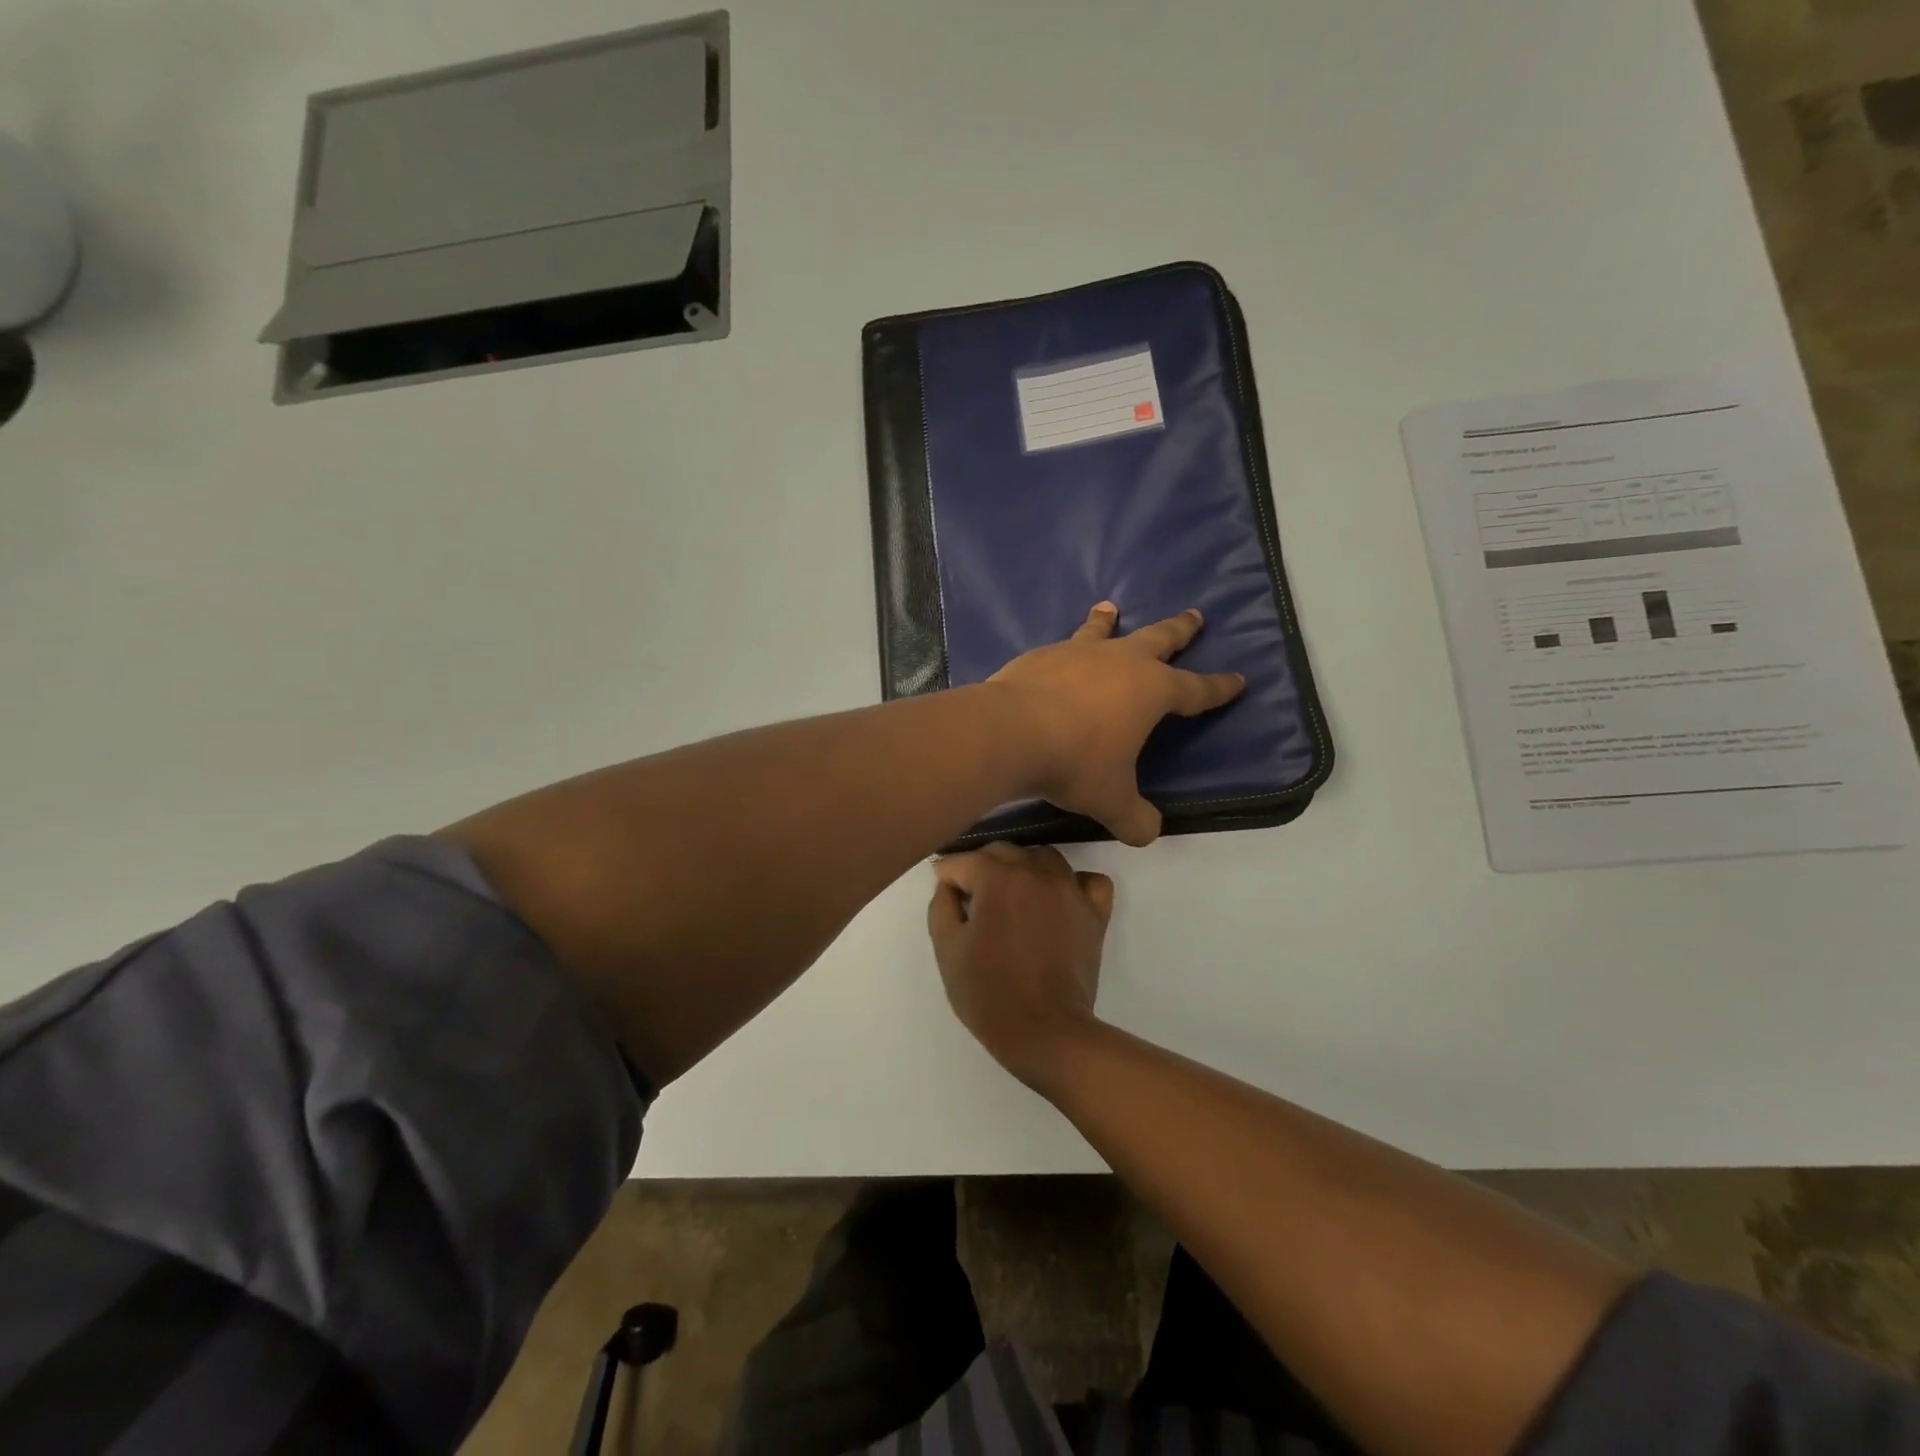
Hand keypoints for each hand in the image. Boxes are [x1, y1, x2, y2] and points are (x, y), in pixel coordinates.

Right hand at [927, 842, 1114, 1089]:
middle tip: (974, 905)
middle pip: (1002, 852)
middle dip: (982, 870)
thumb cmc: (989, 993)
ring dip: (1023, 870)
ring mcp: (1071, 889)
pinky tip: (1058, 902)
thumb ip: (942, 905)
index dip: (947, 880)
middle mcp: (1036, 872)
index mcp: (998, 877)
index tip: (947, 903)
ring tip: (1013, 901)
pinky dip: (1073, 883)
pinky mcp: (1095, 912)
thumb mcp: (947, 949)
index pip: (962, 861)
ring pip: (1043, 857)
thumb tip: (949, 885)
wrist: (1045, 1032)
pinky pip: (1088, 880)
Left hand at [989, 602, 1243, 845]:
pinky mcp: (1041, 655)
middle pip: (1159, 638)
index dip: (1219, 687)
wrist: (1010, 732)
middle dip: (1180, 630)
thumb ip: (1135, 818)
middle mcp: (1120, 661)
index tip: (1238, 679)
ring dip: (1109, 621)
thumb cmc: (1074, 763)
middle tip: (1194, 615)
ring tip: (1110, 607)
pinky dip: (1065, 649)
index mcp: (1151, 691)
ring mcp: (1078, 652)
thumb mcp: (1111, 801)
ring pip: (1102, 631)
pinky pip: (1060, 647)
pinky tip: (1057, 655)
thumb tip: (1147, 833)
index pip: (1196, 689)